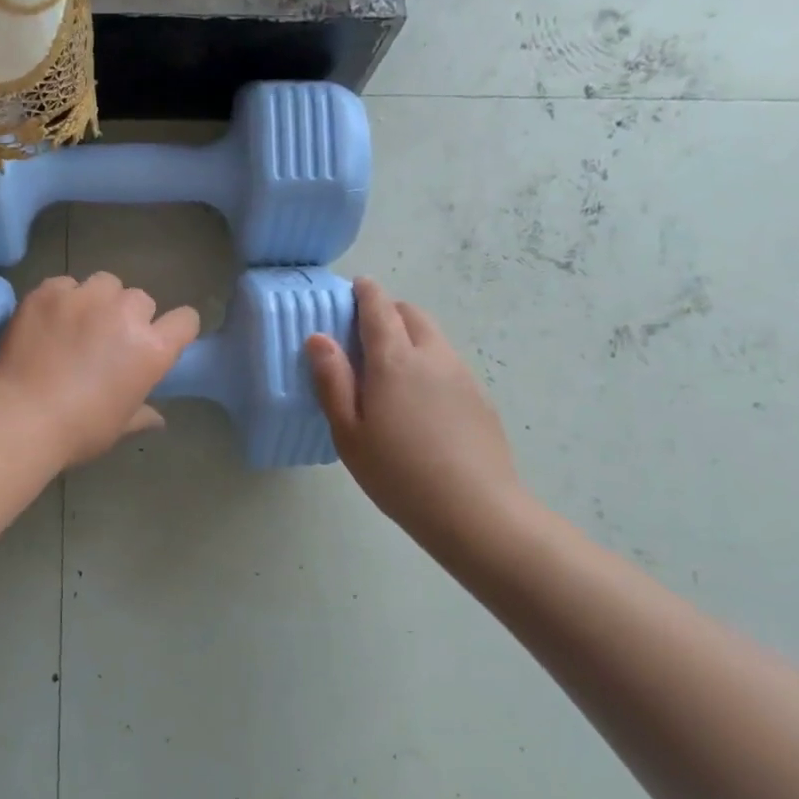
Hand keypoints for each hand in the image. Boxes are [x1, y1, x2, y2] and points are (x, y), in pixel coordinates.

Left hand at [0, 272, 199, 467]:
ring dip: (99, 299)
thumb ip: (141, 415)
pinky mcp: (50, 291)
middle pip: (141, 299)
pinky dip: (61, 298)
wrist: (21, 416)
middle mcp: (126, 314)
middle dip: (130, 315)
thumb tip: (158, 420)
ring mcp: (86, 297)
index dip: (176, 328)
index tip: (162, 338)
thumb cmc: (78, 430)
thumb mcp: (118, 427)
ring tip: (78, 320)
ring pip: (105, 283)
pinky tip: (48, 320)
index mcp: (152, 349)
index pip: (185, 320)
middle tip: (109, 338)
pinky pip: (65, 284)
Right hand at [306, 277, 533, 564]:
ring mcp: (461, 375)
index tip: (355, 287)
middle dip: (388, 310)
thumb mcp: (349, 432)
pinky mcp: (479, 397)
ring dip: (410, 335)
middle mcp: (432, 356)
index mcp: (394, 360)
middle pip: (412, 314)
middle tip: (365, 332)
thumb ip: (333, 381)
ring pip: (433, 337)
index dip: (365, 292)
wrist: (475, 510)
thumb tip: (319, 338)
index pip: (379, 308)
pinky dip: (428, 360)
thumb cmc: (398, 473)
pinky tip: (419, 400)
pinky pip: (448, 362)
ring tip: (390, 368)